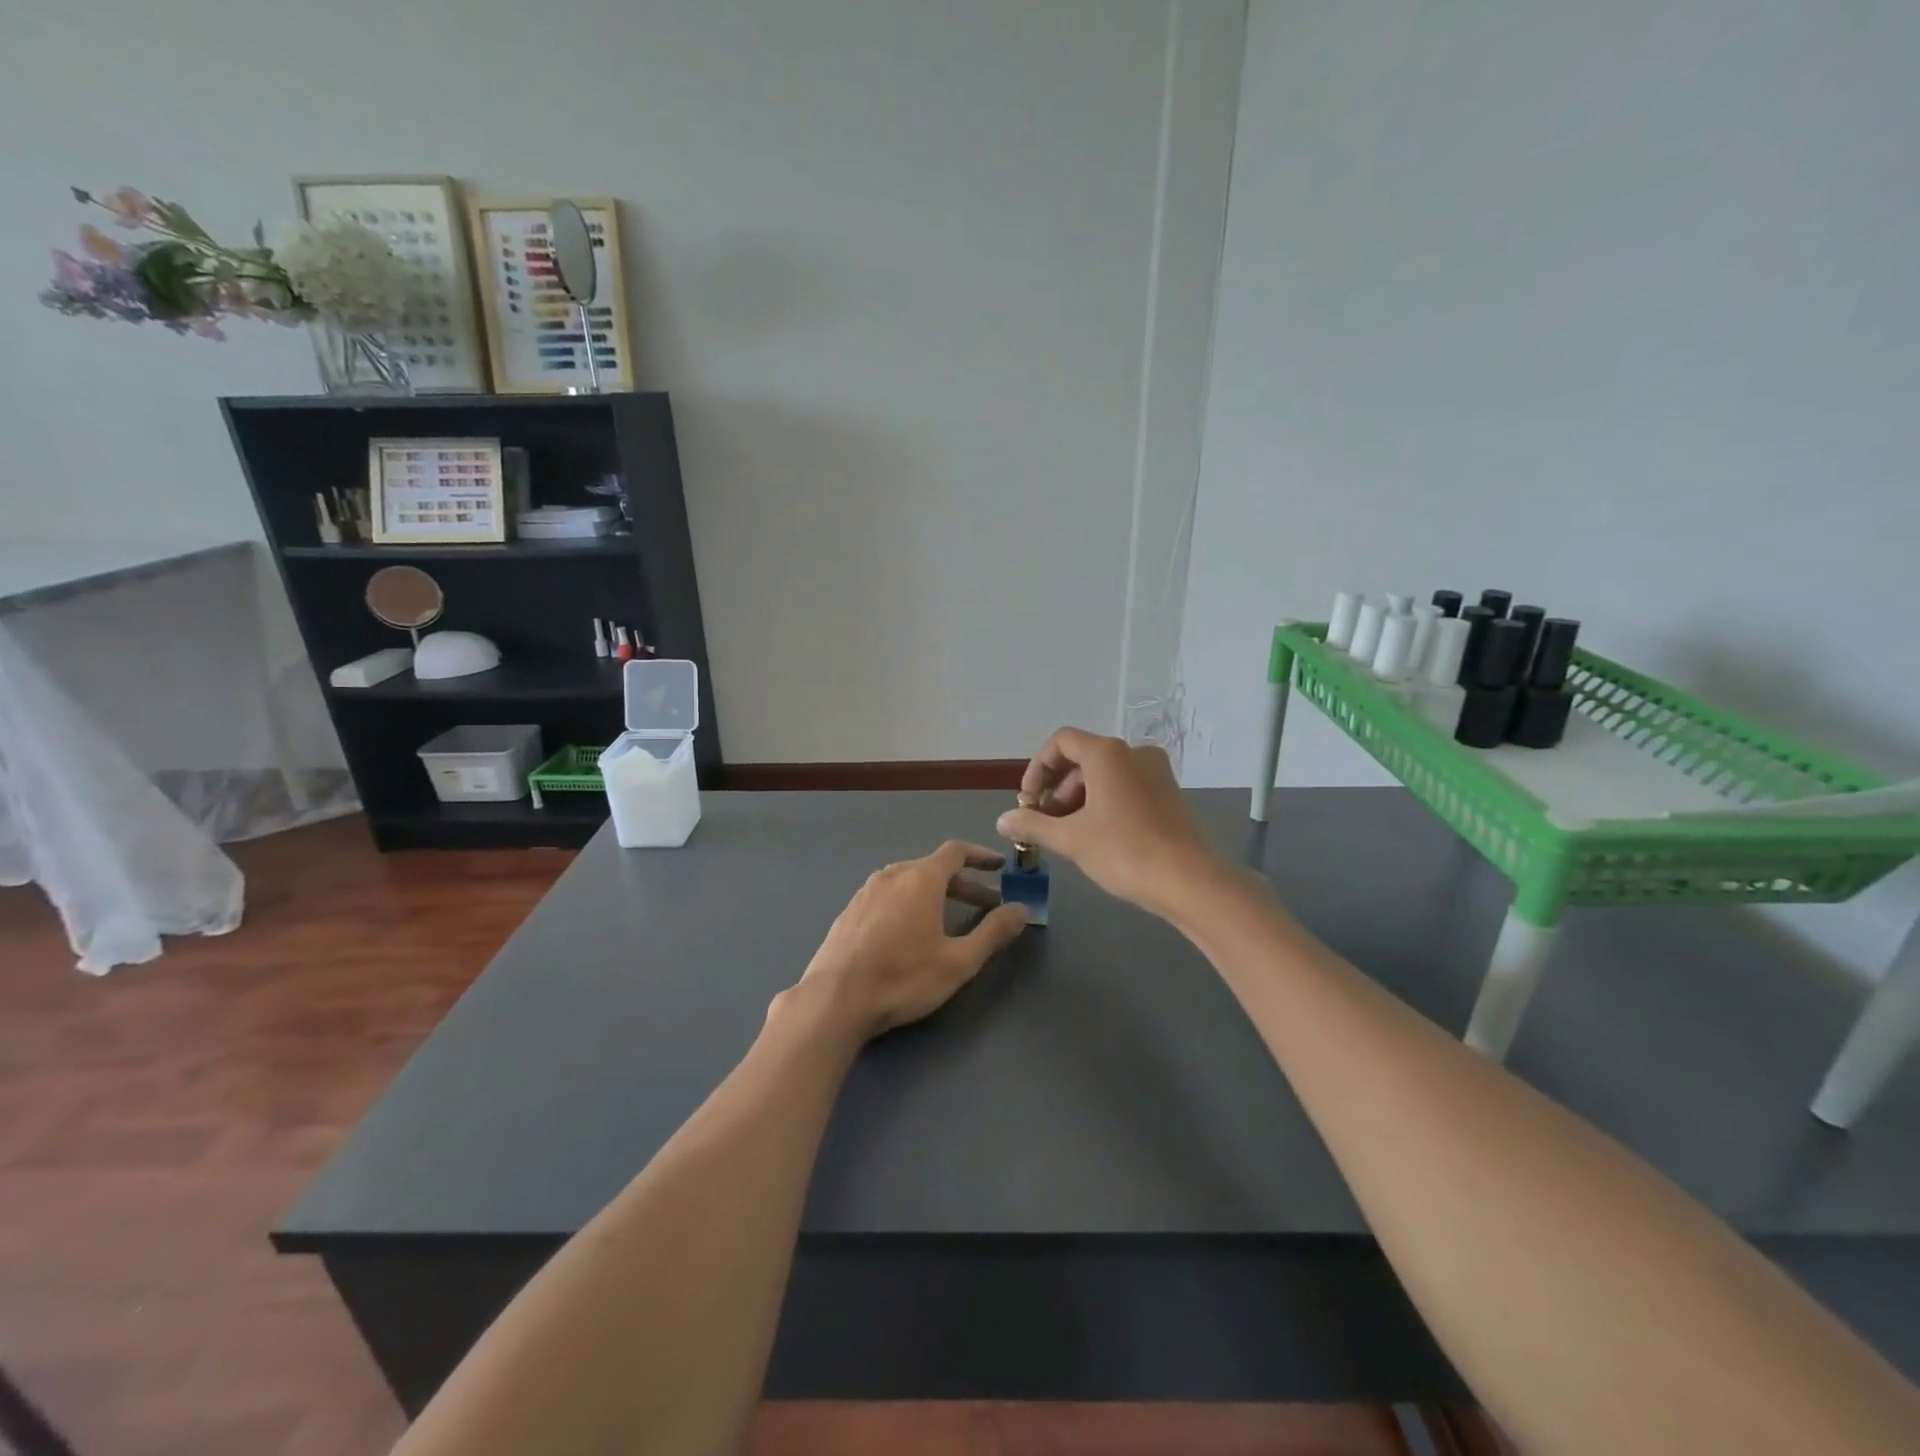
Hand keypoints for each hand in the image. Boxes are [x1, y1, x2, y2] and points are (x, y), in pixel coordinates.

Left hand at [794, 841, 1027, 1039]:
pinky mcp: (849, 911)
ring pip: (909, 880)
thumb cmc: (902, 978)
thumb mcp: (958, 961)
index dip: (981, 856)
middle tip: (986, 905)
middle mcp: (892, 875)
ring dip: (935, 893)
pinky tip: (910, 931)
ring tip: (950, 918)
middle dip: (964, 883)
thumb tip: (1020, 909)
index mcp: (921, 878)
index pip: (956, 851)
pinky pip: (888, 894)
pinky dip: (909, 901)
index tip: (1000, 866)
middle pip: (934, 867)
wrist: (834, 1000)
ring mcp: (866, 891)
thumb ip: (993, 932)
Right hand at [996, 728, 1221, 918]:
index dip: (1037, 769)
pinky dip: (1103, 803)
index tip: (1027, 801)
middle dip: (1056, 789)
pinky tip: (1095, 836)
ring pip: (1104, 775)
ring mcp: (1155, 772)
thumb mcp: (1070, 839)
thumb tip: (1002, 820)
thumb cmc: (1123, 851)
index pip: (1061, 742)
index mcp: (1107, 753)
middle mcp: (1133, 752)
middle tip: (1043, 822)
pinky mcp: (1168, 793)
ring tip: (1067, 834)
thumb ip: (1032, 824)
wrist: (1188, 881)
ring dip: (1078, 799)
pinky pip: (1125, 787)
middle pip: (1082, 759)